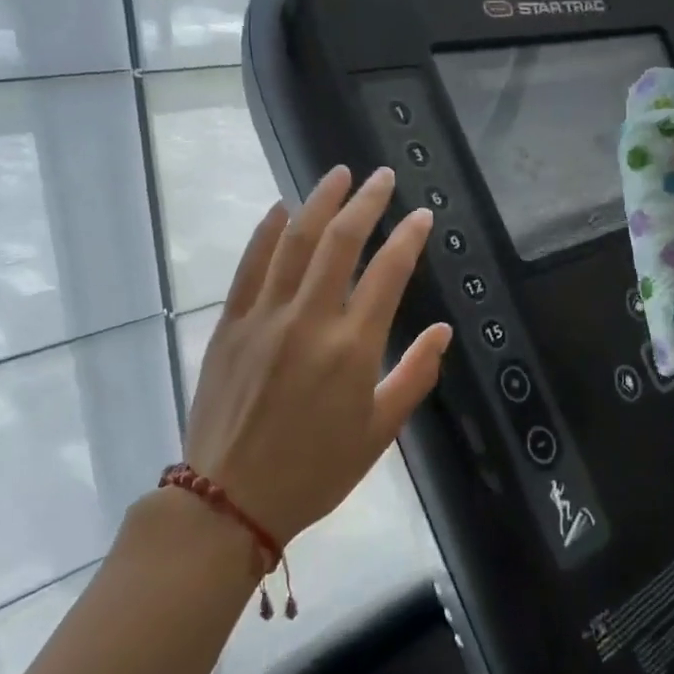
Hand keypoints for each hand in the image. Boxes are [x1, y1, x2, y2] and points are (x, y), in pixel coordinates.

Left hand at [182, 166, 452, 544]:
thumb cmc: (315, 471)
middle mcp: (309, 320)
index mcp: (352, 348)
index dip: (408, 238)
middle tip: (381, 177)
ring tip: (337, 174)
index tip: (422, 215)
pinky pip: (249, 266)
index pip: (388, 273)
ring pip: (293, 242)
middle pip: (340, 242)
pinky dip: (265, 232)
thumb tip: (443, 331)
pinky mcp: (230, 324)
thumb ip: (414, 376)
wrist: (230, 499)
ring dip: (318, 202)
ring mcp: (264, 317)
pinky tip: (278, 208)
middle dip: (365, 202)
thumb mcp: (378, 432)